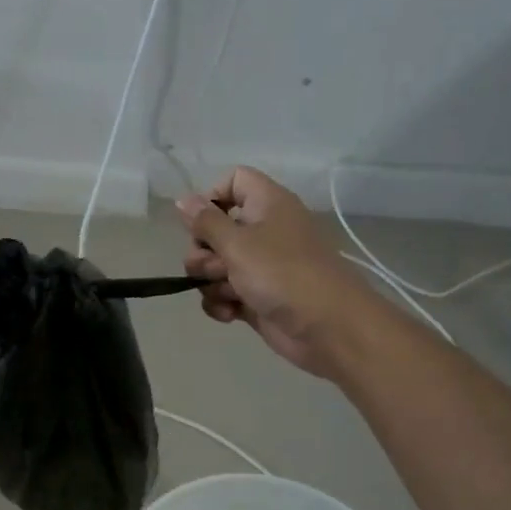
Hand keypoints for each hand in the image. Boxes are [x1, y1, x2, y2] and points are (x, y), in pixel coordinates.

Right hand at [176, 168, 361, 378]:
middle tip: (213, 267)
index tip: (201, 223)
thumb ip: (206, 222)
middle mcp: (264, 230)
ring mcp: (260, 266)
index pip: (234, 181)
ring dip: (210, 281)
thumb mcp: (237, 243)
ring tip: (228, 294)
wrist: (328, 328)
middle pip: (215, 229)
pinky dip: (222, 303)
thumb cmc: (283, 274)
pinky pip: (224, 293)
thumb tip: (182, 200)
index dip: (212, 197)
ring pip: (216, 265)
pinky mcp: (257, 297)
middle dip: (203, 251)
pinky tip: (229, 313)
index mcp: (267, 204)